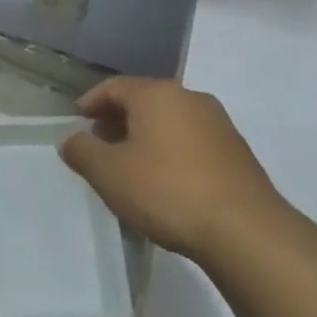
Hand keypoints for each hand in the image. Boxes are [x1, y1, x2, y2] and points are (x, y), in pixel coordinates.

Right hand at [59, 77, 288, 261]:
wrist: (245, 231)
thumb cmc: (166, 190)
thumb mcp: (109, 173)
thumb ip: (82, 151)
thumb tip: (71, 139)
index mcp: (157, 94)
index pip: (114, 86)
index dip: (91, 102)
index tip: (77, 120)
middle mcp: (190, 98)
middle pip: (144, 100)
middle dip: (117, 119)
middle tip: (98, 144)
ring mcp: (218, 124)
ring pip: (169, 120)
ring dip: (144, 136)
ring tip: (129, 165)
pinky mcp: (236, 151)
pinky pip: (190, 140)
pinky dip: (169, 150)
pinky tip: (163, 180)